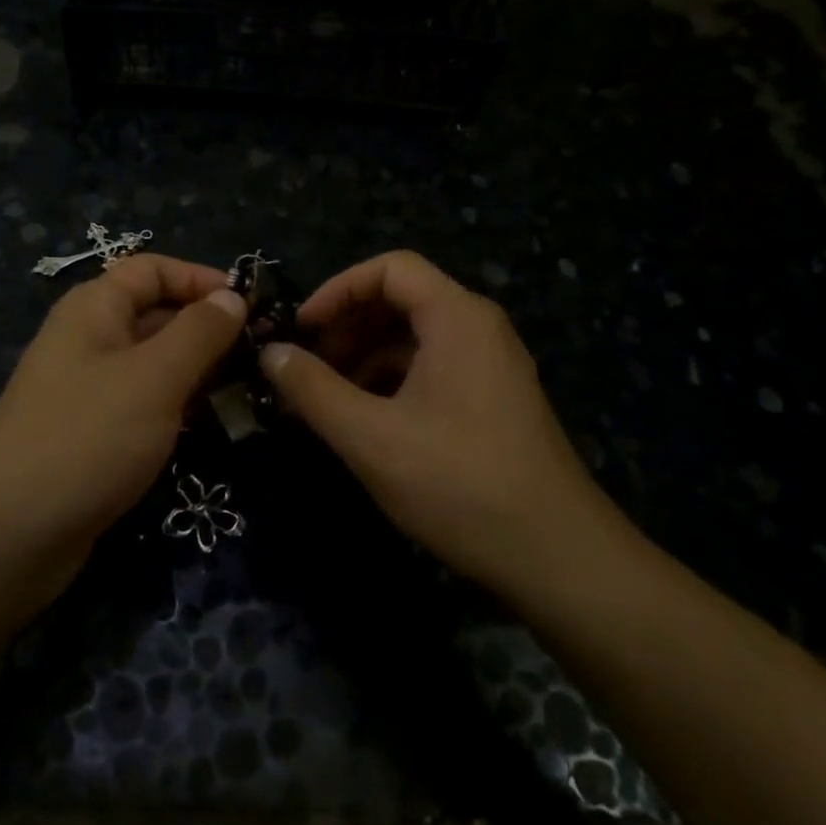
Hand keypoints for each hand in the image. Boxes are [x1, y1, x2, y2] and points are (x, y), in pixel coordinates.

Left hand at [0, 255, 246, 566]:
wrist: (10, 534)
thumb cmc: (88, 437)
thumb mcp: (154, 376)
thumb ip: (199, 332)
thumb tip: (232, 297)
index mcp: (94, 309)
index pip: (152, 269)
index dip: (200, 279)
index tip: (250, 307)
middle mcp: (89, 341)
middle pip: (156, 315)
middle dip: (208, 330)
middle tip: (263, 356)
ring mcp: (89, 391)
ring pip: (154, 365)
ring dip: (199, 373)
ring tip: (249, 391)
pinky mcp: (94, 436)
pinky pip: (145, 406)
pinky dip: (178, 409)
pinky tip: (213, 427)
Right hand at [258, 251, 612, 592]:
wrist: (555, 555)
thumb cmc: (457, 483)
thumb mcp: (370, 436)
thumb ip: (312, 389)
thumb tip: (270, 353)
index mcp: (457, 318)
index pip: (390, 269)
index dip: (337, 290)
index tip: (300, 330)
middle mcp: (479, 329)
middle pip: (402, 301)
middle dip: (347, 327)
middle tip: (305, 368)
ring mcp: (491, 366)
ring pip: (415, 340)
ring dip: (365, 359)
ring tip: (326, 401)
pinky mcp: (492, 402)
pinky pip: (432, 370)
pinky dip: (391, 383)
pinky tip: (365, 422)